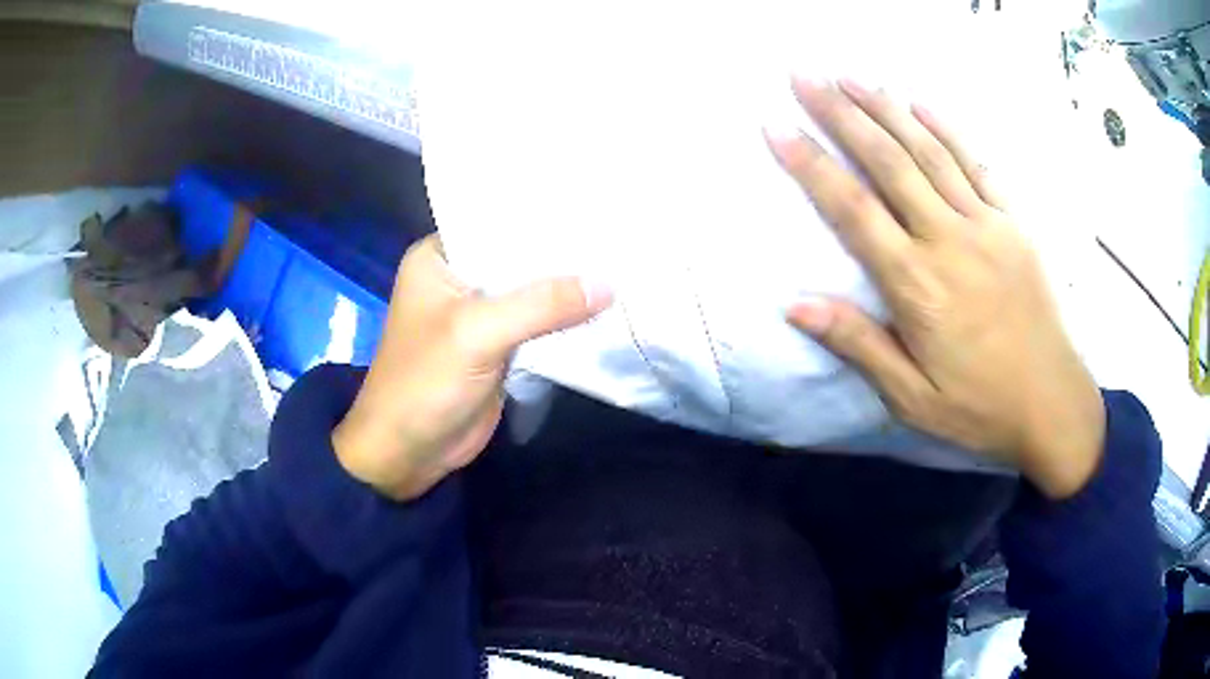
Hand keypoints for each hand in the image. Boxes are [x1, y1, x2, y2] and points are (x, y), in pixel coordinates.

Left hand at [333, 235, 611, 499]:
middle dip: (562, 252)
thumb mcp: (478, 333)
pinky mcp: (497, 344)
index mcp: (438, 257)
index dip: (543, 214)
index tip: (595, 205)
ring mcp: (479, 313)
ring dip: (567, 287)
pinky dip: (564, 317)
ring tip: (623, 261)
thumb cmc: (425, 382)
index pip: (496, 221)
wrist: (408, 452)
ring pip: (530, 291)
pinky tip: (604, 303)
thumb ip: (542, 305)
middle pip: (518, 256)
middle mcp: (459, 277)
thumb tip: (608, 284)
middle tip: (619, 232)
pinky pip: (537, 321)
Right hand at [769, 79, 1104, 498]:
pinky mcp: (1014, 224)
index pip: (853, 210)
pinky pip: (977, 165)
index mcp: (918, 285)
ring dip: (886, 108)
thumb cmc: (980, 409)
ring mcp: (987, 225)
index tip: (776, 125)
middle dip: (841, 113)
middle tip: (804, 74)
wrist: (1053, 405)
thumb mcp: (912, 399)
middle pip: (888, 162)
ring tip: (850, 75)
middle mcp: (949, 240)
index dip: (811, 164)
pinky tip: (921, 104)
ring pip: (928, 152)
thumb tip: (795, 306)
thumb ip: (860, 346)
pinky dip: (947, 130)